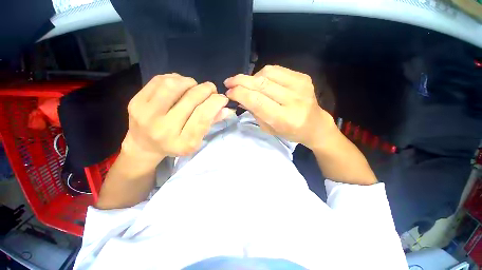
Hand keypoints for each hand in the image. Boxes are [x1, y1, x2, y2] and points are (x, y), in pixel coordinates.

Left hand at [123, 74, 228, 162]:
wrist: (143, 145)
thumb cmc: (175, 144)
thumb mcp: (196, 140)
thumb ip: (211, 123)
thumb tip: (226, 108)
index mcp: (182, 142)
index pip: (203, 116)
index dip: (216, 103)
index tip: (222, 98)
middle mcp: (164, 130)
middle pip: (191, 99)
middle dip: (207, 90)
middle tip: (211, 90)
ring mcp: (146, 114)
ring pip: (174, 85)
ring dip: (190, 82)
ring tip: (195, 86)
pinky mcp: (136, 102)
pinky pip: (160, 80)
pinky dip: (175, 78)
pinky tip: (180, 84)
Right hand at [224, 65, 335, 148]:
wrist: (315, 125)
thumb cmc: (289, 131)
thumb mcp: (269, 128)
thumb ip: (254, 112)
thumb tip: (240, 98)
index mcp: (284, 118)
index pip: (256, 100)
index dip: (239, 94)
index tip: (228, 92)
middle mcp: (293, 101)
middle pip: (260, 84)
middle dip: (240, 81)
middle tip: (229, 83)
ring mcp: (300, 86)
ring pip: (267, 73)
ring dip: (251, 77)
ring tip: (246, 84)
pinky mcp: (303, 77)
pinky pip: (277, 69)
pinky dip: (263, 74)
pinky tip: (260, 81)